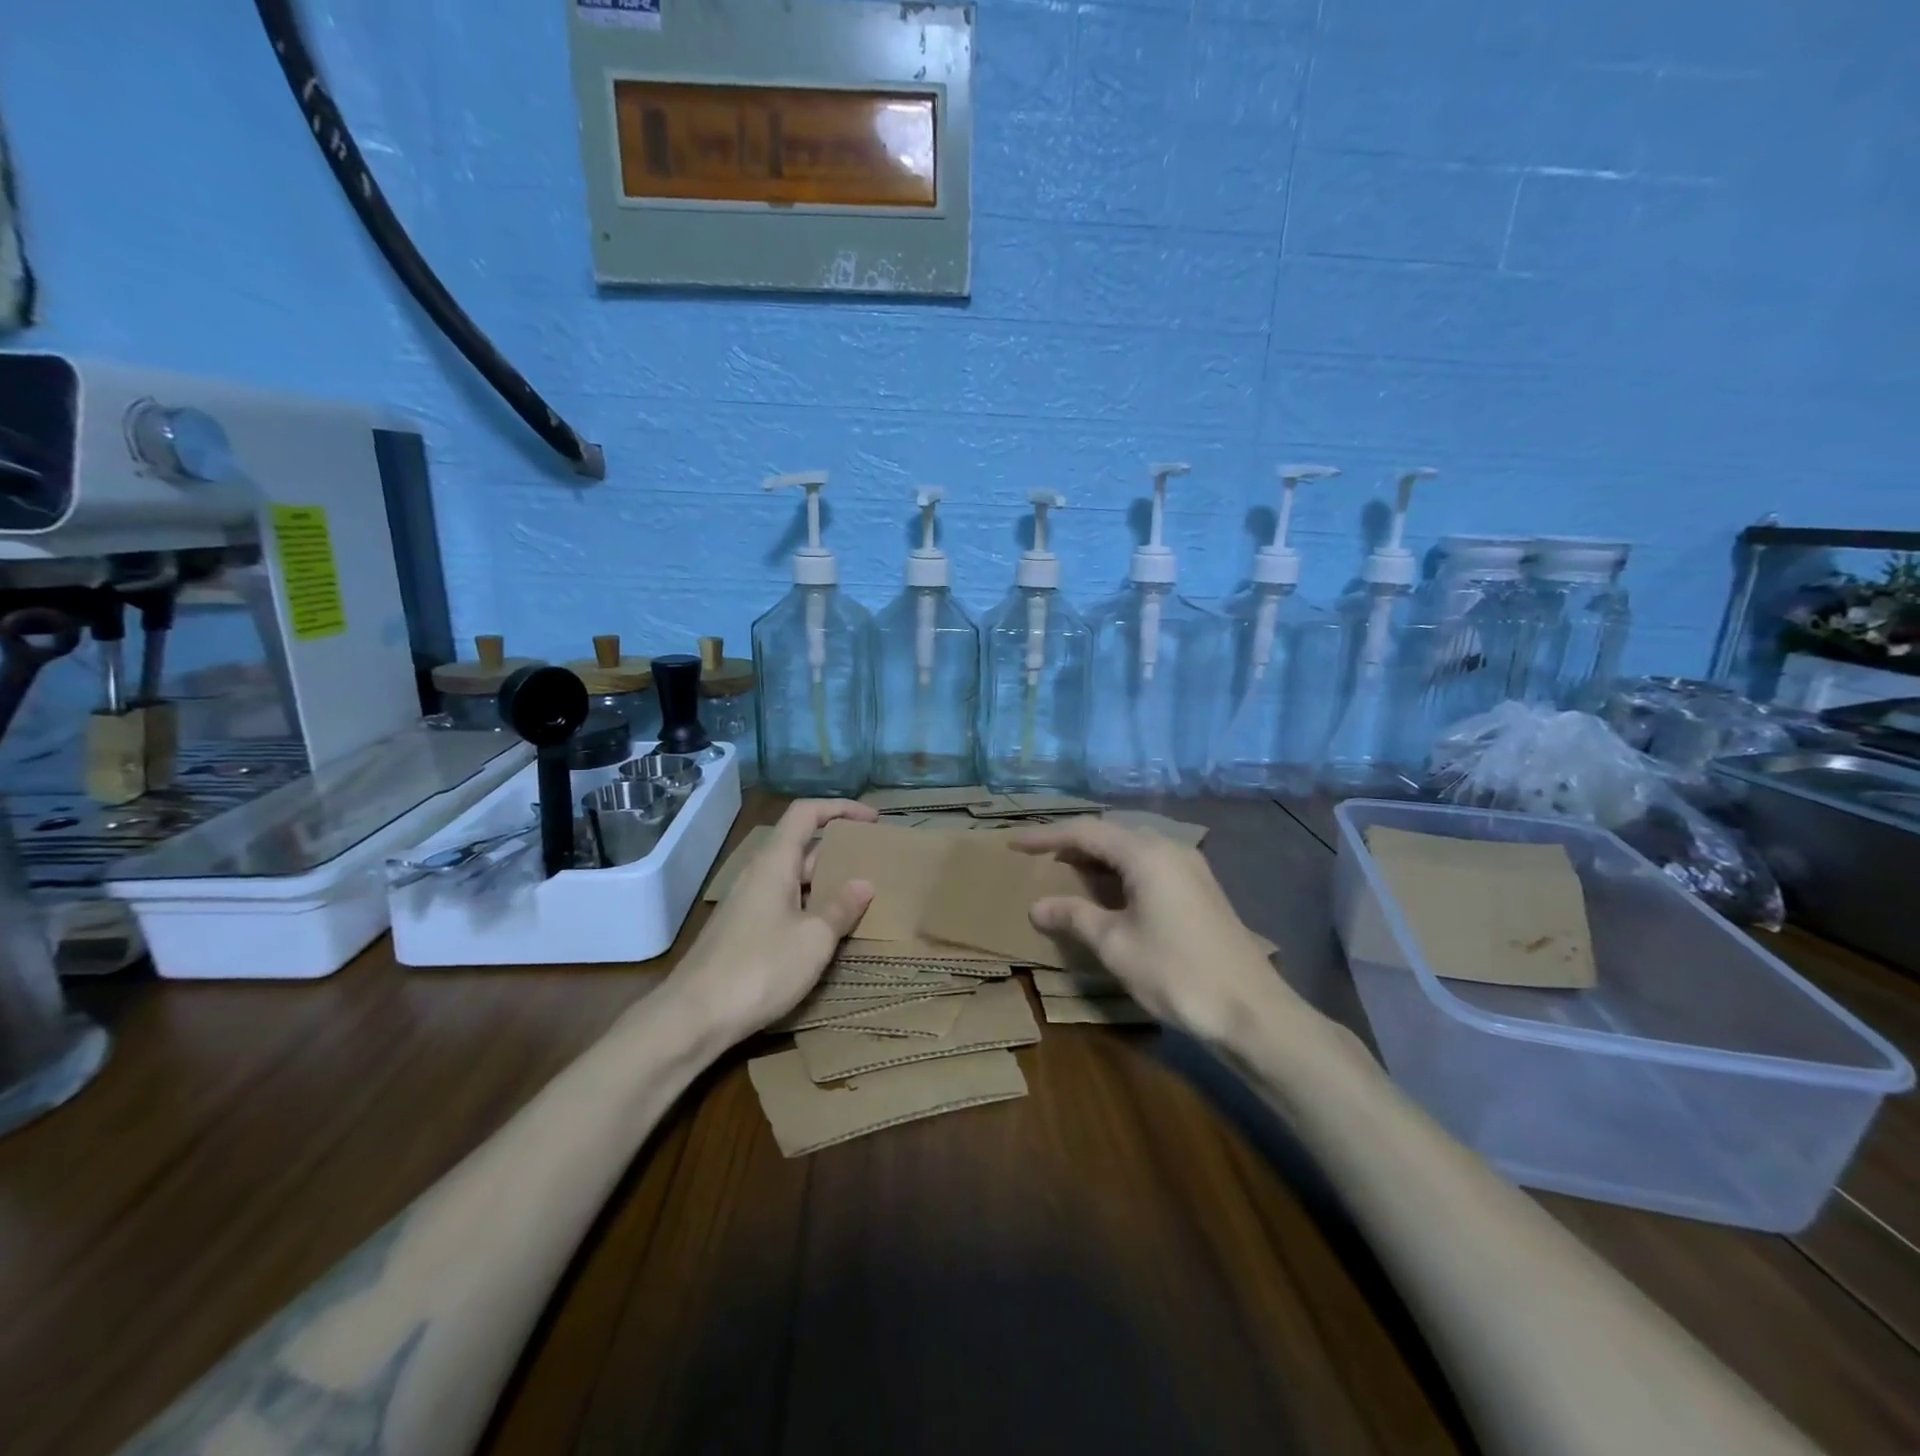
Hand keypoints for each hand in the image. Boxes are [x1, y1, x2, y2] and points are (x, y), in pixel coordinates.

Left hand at [666, 799, 877, 1043]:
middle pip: (801, 845)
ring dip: (826, 881)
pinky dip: (809, 905)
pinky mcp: (742, 930)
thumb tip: (864, 884)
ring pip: (793, 877)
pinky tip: (827, 931)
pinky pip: (783, 902)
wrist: (694, 1017)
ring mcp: (747, 902)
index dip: (841, 808)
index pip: (806, 813)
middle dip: (839, 849)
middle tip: (874, 864)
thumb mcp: (814, 939)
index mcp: (775, 862)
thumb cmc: (760, 968)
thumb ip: (841, 908)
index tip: (873, 820)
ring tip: (859, 897)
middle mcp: (758, 873)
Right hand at [1012, 818, 1293, 1041]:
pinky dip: (1118, 872)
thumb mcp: (1116, 945)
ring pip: (1131, 849)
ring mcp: (1189, 868)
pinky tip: (1105, 892)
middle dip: (1071, 843)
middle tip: (1037, 857)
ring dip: (1096, 858)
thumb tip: (1038, 906)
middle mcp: (1170, 849)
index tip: (1014, 843)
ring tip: (1063, 872)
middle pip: (1111, 833)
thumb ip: (1074, 917)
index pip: (1086, 832)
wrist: (1252, 1012)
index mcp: (1147, 854)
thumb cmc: (1177, 973)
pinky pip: (1148, 865)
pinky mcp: (1198, 888)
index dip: (1046, 836)